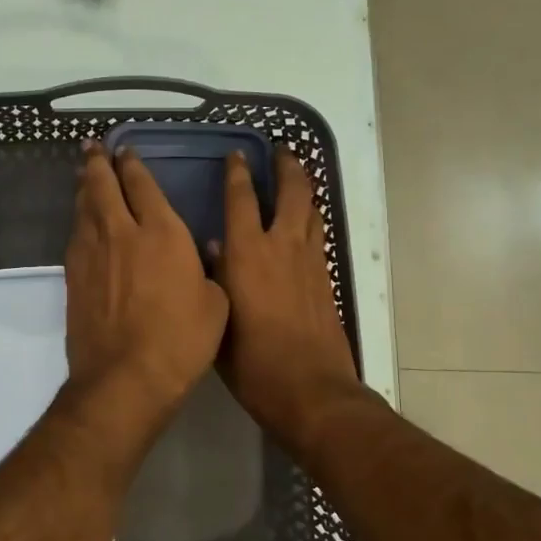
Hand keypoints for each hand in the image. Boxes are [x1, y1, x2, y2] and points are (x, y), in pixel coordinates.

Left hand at [64, 143, 228, 433]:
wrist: (125, 377)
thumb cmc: (181, 340)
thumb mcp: (215, 303)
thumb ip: (206, 272)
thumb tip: (199, 258)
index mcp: (161, 232)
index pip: (142, 185)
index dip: (133, 165)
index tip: (125, 151)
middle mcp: (121, 233)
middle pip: (104, 187)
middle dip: (98, 164)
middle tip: (93, 148)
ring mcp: (92, 254)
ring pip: (84, 208)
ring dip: (84, 187)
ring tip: (84, 175)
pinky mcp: (73, 277)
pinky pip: (75, 236)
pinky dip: (79, 221)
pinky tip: (81, 221)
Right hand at [211, 149, 365, 457]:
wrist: (310, 390)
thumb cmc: (252, 362)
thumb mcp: (219, 320)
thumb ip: (216, 279)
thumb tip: (215, 248)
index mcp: (247, 254)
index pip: (241, 200)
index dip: (238, 174)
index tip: (237, 155)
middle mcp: (281, 247)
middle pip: (291, 193)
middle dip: (287, 167)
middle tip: (281, 150)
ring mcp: (309, 262)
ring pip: (311, 211)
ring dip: (305, 189)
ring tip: (297, 175)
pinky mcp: (326, 279)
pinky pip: (318, 236)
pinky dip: (312, 220)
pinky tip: (305, 223)